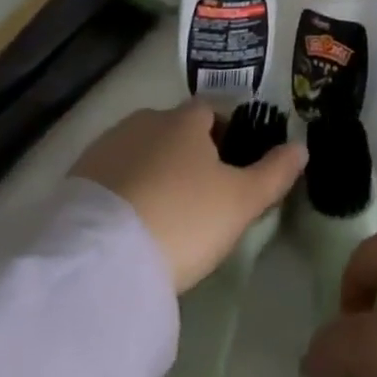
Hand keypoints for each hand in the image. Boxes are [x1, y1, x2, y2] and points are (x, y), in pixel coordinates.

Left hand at [71, 103, 305, 293]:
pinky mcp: (74, 180)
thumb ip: (274, 173)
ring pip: (139, 152)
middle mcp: (145, 121)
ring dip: (151, 172)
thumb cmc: (183, 220)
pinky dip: (122, 192)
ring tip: (161, 215)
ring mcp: (106, 148)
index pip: (209, 113)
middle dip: (184, 154)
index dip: (222, 136)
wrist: (100, 263)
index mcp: (185, 120)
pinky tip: (128, 225)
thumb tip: (302, 147)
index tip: (228, 169)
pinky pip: (109, 178)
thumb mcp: (241, 202)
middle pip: (172, 130)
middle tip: (196, 197)